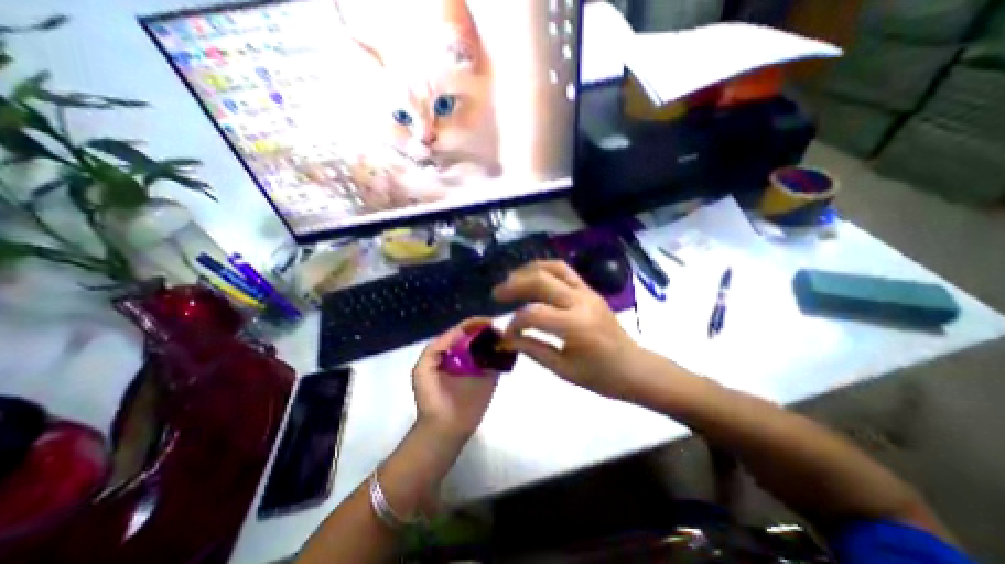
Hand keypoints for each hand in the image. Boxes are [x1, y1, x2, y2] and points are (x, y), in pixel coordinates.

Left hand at [411, 319, 497, 442]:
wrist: (443, 428)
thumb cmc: (430, 398)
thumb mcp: (422, 369)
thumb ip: (436, 348)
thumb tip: (459, 332)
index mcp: (450, 351)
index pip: (463, 331)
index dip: (474, 324)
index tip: (487, 321)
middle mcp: (466, 355)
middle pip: (479, 336)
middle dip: (489, 329)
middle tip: (501, 327)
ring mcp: (480, 366)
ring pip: (490, 347)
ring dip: (499, 339)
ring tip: (508, 335)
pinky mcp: (491, 378)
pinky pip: (499, 362)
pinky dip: (506, 354)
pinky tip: (511, 348)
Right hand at [494, 261, 650, 401]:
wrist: (634, 368)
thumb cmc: (600, 376)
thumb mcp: (563, 369)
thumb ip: (533, 349)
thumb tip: (507, 338)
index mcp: (576, 326)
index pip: (534, 314)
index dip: (515, 322)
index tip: (507, 334)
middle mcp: (581, 302)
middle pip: (541, 281)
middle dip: (514, 285)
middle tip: (497, 294)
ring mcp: (587, 292)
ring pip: (554, 268)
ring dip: (529, 270)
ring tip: (511, 280)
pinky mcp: (590, 290)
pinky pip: (565, 271)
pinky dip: (544, 269)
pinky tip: (532, 277)